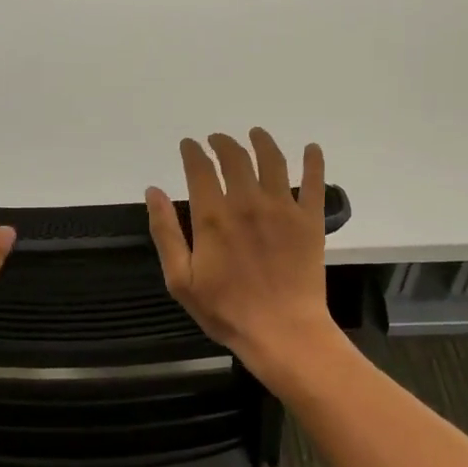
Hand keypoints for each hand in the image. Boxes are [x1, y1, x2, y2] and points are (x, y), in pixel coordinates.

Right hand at [145, 129, 340, 376]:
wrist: (282, 332)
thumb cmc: (225, 310)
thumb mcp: (180, 279)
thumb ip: (165, 232)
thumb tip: (153, 191)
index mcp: (213, 216)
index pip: (200, 169)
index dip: (193, 152)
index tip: (189, 144)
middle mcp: (247, 202)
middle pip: (235, 158)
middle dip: (223, 143)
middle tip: (217, 140)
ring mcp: (282, 208)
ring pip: (272, 161)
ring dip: (262, 142)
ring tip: (255, 134)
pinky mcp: (310, 220)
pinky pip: (314, 183)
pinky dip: (314, 161)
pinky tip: (312, 148)